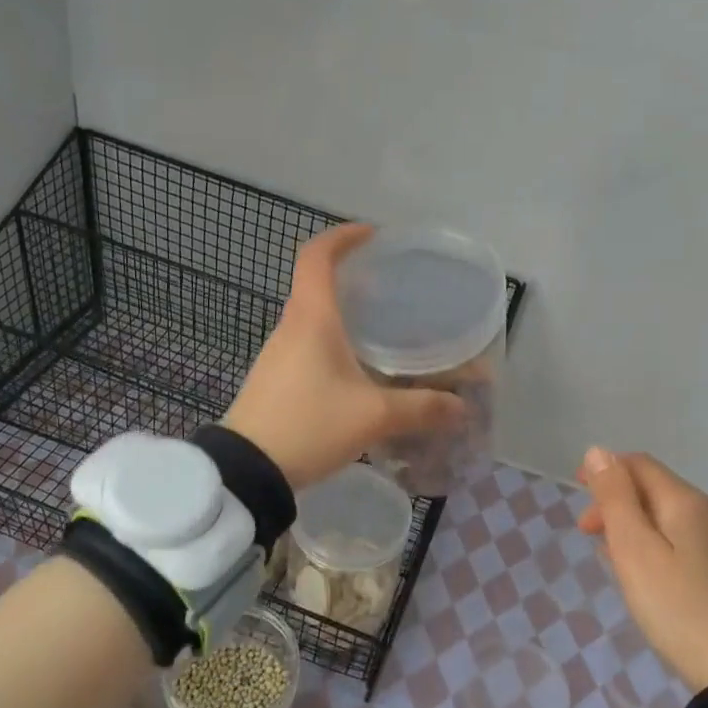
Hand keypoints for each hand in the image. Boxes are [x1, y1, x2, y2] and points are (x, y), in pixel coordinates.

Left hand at [224, 225, 463, 490]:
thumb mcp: (373, 416)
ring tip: (380, 328)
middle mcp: (290, 328)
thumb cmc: (309, 425)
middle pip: (316, 284)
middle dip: (352, 278)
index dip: (343, 237)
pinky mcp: (274, 380)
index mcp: (311, 318)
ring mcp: (277, 355)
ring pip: (312, 318)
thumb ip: (421, 408)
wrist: (246, 471)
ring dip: (342, 313)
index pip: (317, 256)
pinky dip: (332, 342)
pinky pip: (306, 346)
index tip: (373, 237)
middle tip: (390, 288)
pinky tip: (356, 370)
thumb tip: (460, 406)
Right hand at [577, 448, 707, 690]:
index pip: (640, 464)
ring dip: (631, 523)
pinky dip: (652, 543)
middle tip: (586, 533)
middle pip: (654, 488)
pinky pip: (680, 539)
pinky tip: (642, 572)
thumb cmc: (676, 606)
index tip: (576, 491)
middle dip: (615, 500)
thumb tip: (598, 452)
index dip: (605, 469)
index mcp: (686, 502)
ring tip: (607, 554)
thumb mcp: (634, 549)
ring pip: (666, 516)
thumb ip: (615, 498)